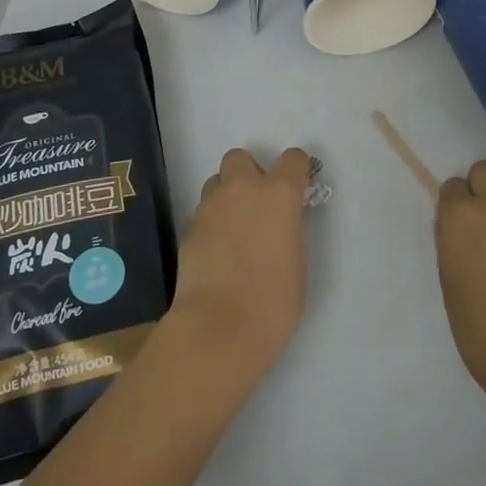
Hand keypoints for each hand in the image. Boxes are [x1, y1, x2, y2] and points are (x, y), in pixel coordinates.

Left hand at [169, 147, 310, 379]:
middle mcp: (244, 189)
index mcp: (279, 193)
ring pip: (216, 183)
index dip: (296, 170)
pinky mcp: (188, 228)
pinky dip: (211, 224)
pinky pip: (203, 213)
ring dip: (226, 196)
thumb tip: (277, 226)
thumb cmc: (274, 300)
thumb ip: (288, 230)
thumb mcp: (297, 260)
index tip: (297, 186)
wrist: (219, 327)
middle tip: (256, 205)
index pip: (293, 159)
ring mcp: (211, 206)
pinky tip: (216, 253)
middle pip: (240, 157)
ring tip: (232, 230)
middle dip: (248, 173)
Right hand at [436, 160, 485, 392]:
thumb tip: (460, 225)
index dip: (455, 202)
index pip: (452, 185)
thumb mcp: (449, 274)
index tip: (457, 221)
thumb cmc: (476, 322)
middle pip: (485, 170)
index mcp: (459, 216)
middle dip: (481, 186)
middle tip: (482, 214)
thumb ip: (453, 238)